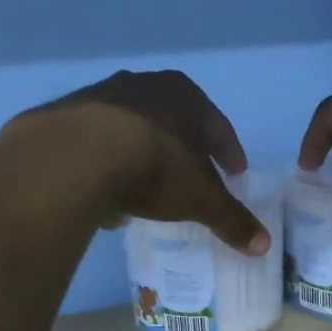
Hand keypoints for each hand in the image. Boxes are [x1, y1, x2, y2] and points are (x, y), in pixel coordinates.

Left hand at [5, 70, 270, 255]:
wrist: (77, 156)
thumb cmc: (156, 168)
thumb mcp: (201, 200)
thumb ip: (232, 220)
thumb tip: (264, 245)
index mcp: (186, 96)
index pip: (218, 126)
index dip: (229, 153)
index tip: (235, 173)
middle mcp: (145, 85)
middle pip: (175, 122)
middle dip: (185, 150)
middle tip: (193, 177)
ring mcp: (102, 95)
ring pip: (134, 129)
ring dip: (143, 155)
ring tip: (146, 188)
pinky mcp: (67, 114)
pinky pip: (98, 142)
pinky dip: (107, 163)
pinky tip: (107, 190)